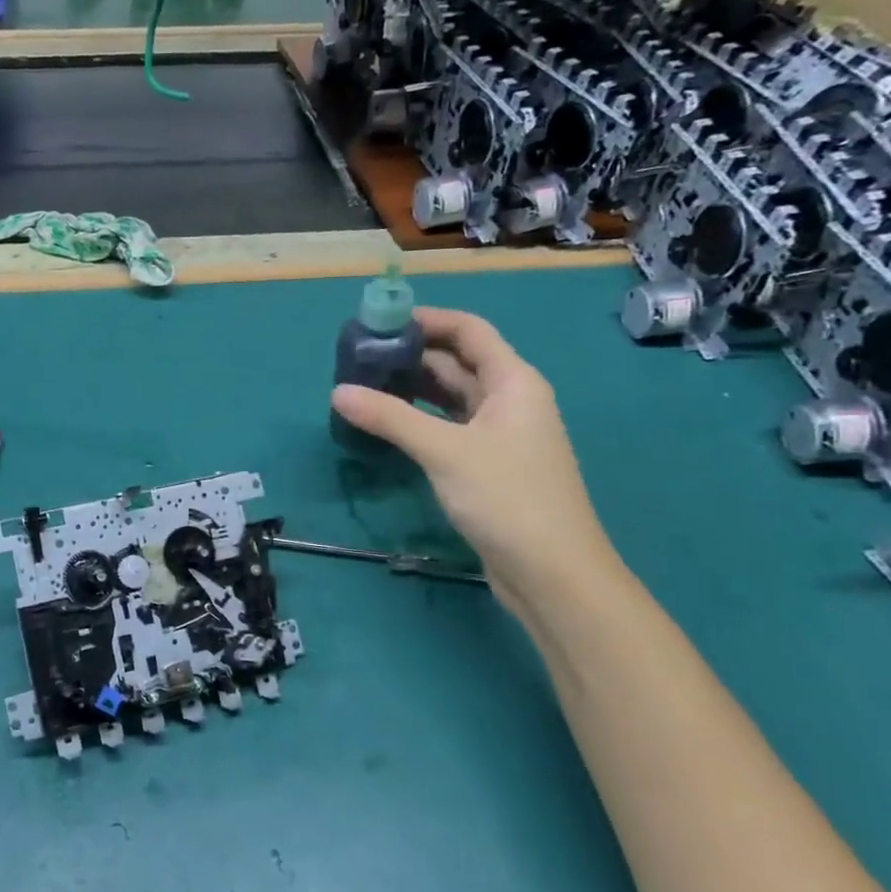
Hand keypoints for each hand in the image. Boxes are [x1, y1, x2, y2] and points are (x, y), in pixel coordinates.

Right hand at [332, 307, 618, 615]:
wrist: (551, 571)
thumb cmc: (506, 497)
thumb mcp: (444, 451)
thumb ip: (390, 418)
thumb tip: (338, 392)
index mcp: (513, 382)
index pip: (469, 331)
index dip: (427, 320)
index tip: (379, 322)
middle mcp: (509, 400)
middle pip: (457, 362)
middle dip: (411, 356)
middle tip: (358, 357)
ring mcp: (500, 434)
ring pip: (451, 397)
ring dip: (412, 389)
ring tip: (363, 386)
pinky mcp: (488, 465)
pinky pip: (448, 427)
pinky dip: (419, 420)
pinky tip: (386, 424)